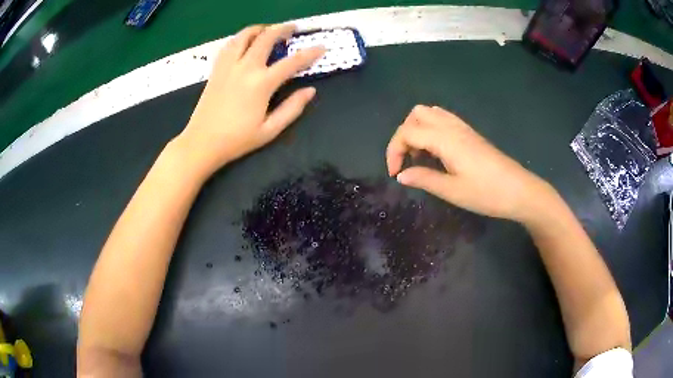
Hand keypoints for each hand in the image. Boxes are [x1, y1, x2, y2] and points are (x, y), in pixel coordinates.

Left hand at [174, 24, 324, 178]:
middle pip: (266, 38)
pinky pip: (229, 45)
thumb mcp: (270, 130)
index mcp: (261, 84)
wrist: (202, 142)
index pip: (292, 62)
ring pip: (244, 35)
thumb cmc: (237, 140)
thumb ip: (292, 108)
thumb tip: (310, 91)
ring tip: (268, 30)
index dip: (310, 53)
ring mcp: (228, 66)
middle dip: (283, 29)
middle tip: (293, 28)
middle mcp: (245, 68)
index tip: (321, 48)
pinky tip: (245, 42)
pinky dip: (240, 38)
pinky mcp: (216, 69)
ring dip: (260, 29)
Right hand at [386, 105, 554, 222]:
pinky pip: (443, 119)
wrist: (519, 191)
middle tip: (408, 160)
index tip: (395, 173)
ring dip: (417, 129)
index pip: (407, 132)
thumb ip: (424, 179)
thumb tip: (401, 175)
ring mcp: (462, 128)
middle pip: (416, 114)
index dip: (394, 151)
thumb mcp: (453, 191)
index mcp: (445, 139)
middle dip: (403, 135)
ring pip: (430, 113)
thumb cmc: (487, 193)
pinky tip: (436, 150)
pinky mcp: (470, 133)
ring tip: (420, 155)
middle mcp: (451, 127)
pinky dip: (431, 128)